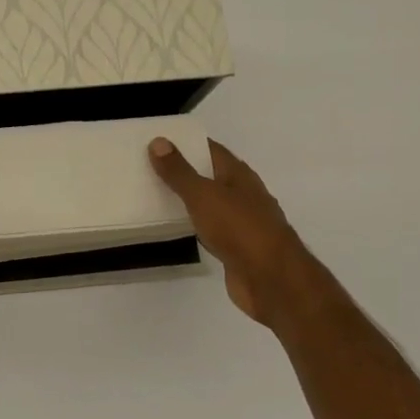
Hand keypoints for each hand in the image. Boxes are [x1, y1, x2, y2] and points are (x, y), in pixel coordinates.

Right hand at [149, 137, 307, 325]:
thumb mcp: (203, 195)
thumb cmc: (239, 228)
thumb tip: (159, 141)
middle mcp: (243, 194)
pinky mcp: (237, 248)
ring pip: (210, 204)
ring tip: (155, 194)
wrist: (271, 279)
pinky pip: (210, 229)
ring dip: (188, 199)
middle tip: (148, 167)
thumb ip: (179, 171)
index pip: (211, 150)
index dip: (187, 143)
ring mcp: (242, 222)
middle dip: (184, 171)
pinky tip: (176, 227)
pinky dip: (194, 224)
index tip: (159, 140)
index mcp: (239, 175)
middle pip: (211, 176)